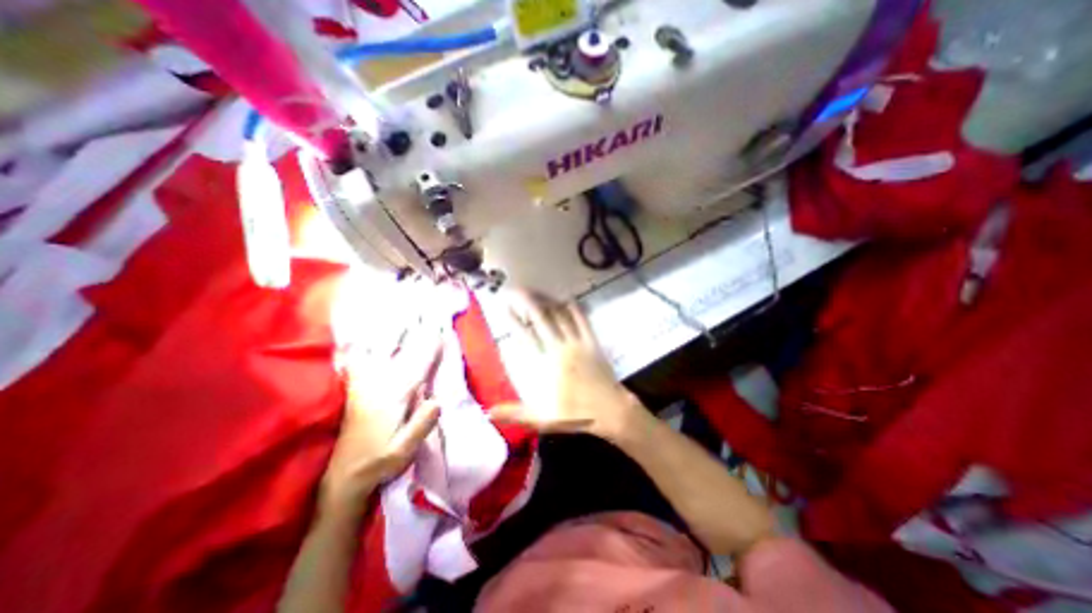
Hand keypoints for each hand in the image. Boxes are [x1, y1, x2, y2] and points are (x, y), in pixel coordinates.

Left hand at [320, 327, 442, 511]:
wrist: (343, 476)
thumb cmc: (379, 462)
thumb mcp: (403, 452)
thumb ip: (420, 426)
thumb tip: (438, 400)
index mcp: (393, 400)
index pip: (417, 369)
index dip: (430, 350)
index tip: (442, 332)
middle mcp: (378, 387)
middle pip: (401, 355)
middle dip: (415, 334)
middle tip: (426, 315)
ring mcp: (365, 386)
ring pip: (379, 353)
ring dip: (391, 334)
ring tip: (400, 316)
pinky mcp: (357, 390)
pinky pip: (360, 362)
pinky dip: (363, 347)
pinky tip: (363, 336)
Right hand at [494, 291, 640, 441]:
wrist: (611, 411)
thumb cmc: (575, 413)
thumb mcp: (542, 417)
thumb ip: (515, 412)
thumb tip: (489, 412)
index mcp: (547, 363)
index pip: (525, 336)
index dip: (514, 320)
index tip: (504, 308)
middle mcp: (560, 347)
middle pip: (541, 318)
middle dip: (527, 302)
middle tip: (516, 290)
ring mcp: (578, 342)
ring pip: (560, 315)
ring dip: (547, 301)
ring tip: (536, 291)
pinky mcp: (592, 342)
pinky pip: (583, 320)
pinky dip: (574, 308)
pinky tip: (567, 300)